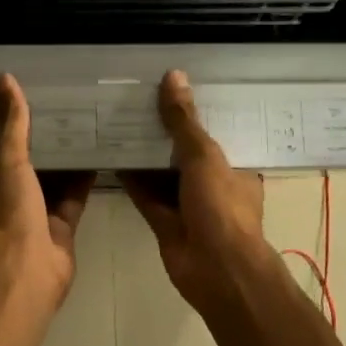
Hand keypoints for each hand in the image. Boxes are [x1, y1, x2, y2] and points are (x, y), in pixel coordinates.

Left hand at [0, 74, 95, 306]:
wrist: (30, 268)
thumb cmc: (10, 211)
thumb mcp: (8, 159)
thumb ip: (12, 122)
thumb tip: (3, 77)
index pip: (1, 154)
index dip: (15, 131)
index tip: (34, 106)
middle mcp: (9, 203)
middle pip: (29, 168)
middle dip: (45, 145)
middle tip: (66, 112)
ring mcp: (36, 218)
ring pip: (53, 183)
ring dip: (66, 161)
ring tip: (86, 127)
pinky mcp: (62, 229)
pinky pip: (74, 198)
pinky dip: (84, 180)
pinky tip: (99, 156)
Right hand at [120, 70, 268, 309]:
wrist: (215, 270)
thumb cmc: (221, 207)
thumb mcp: (204, 156)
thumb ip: (184, 120)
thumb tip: (174, 75)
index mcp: (233, 166)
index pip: (215, 131)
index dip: (196, 111)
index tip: (172, 86)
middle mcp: (212, 183)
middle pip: (184, 150)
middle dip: (164, 130)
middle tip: (137, 97)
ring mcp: (187, 204)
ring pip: (162, 172)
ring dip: (144, 152)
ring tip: (118, 118)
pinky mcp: (164, 221)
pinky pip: (145, 193)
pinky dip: (131, 176)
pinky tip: (111, 153)